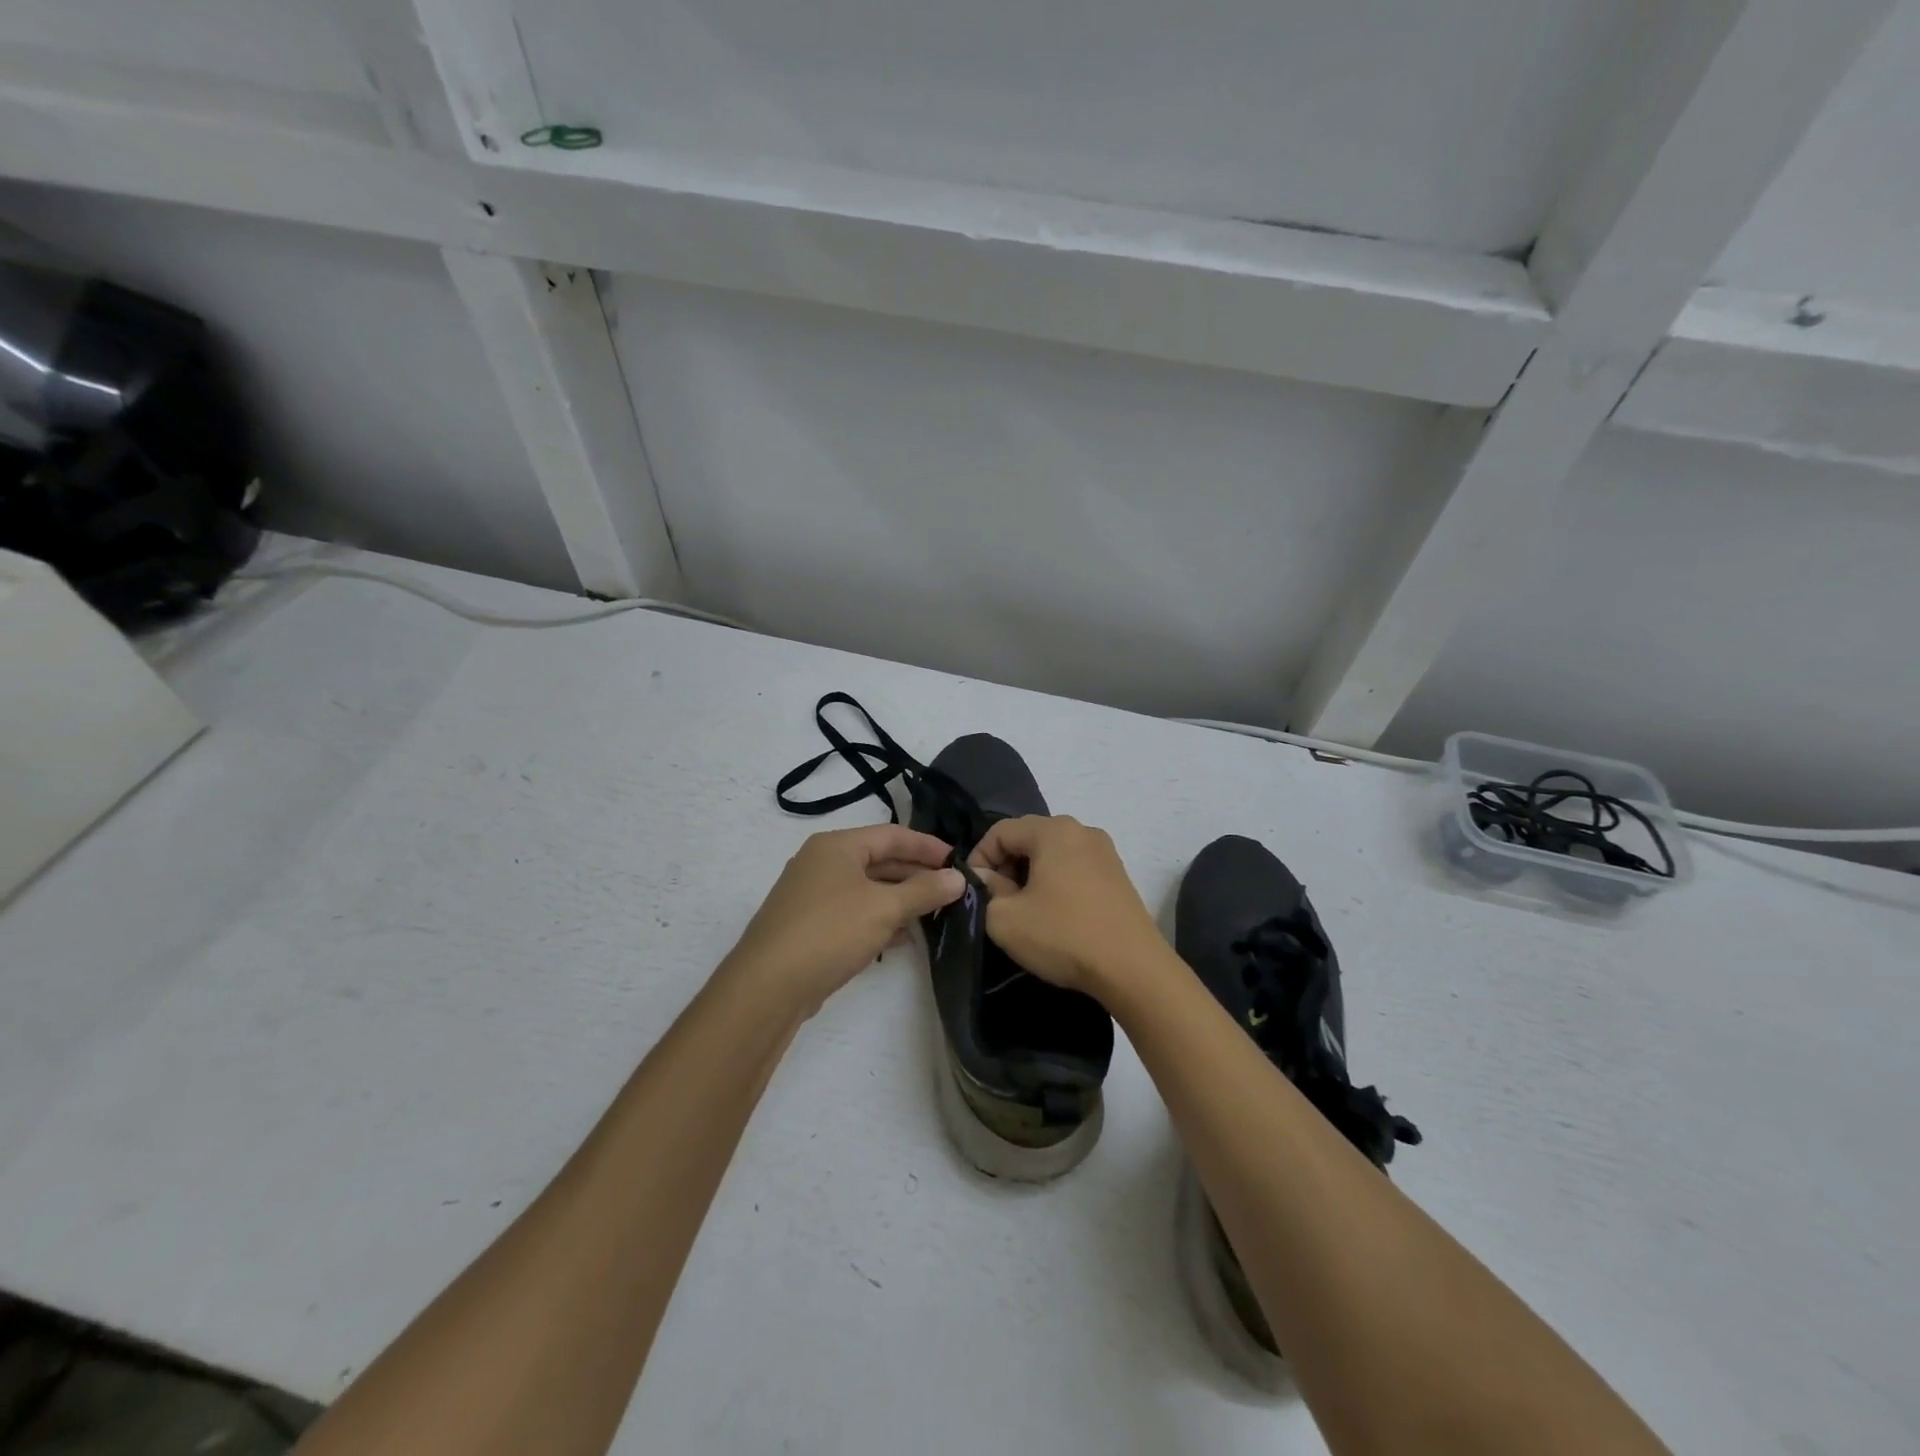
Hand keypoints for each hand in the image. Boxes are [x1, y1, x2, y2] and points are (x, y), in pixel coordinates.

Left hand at [724, 825, 964, 1015]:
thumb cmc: (830, 931)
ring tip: (935, 912)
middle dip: (916, 874)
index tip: (958, 860)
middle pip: (879, 861)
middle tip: (951, 888)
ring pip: (868, 890)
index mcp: (836, 846)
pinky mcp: (811, 927)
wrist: (768, 986)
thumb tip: (959, 878)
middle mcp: (822, 864)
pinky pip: (855, 914)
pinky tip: (903, 937)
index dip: (927, 846)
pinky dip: (880, 920)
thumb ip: (924, 891)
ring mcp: (813, 896)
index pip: (892, 835)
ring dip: (901, 899)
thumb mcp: (884, 908)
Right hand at [968, 815, 1167, 995]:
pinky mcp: (1118, 875)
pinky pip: (1075, 868)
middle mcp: (1081, 830)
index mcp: (1053, 830)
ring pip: (1052, 854)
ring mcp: (1105, 852)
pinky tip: (1054, 915)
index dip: (979, 858)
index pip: (1000, 831)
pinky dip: (1056, 883)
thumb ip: (986, 891)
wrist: (1133, 969)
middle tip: (996, 901)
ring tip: (1024, 910)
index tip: (974, 891)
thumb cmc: (1063, 936)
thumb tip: (988, 880)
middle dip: (1005, 866)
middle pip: (1028, 838)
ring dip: (1030, 876)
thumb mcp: (1005, 919)